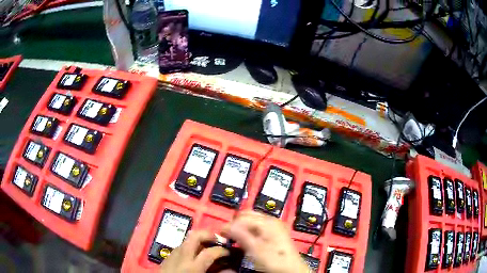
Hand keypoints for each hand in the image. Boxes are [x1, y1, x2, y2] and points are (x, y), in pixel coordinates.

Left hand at [159, 230, 229, 272]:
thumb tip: (230, 268)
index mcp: (192, 266)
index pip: (210, 252)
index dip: (223, 250)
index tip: (229, 252)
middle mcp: (181, 257)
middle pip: (195, 236)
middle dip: (208, 235)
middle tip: (218, 241)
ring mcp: (172, 254)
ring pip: (187, 239)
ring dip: (199, 240)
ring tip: (207, 247)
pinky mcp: (167, 256)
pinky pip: (181, 247)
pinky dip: (190, 247)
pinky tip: (194, 255)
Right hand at [221, 211, 308, 272]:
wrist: (291, 269)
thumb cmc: (272, 259)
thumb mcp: (254, 248)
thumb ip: (239, 234)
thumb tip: (224, 226)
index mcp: (267, 221)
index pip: (241, 217)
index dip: (229, 226)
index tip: (220, 236)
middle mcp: (271, 219)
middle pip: (246, 215)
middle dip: (235, 224)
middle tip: (228, 237)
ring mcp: (274, 225)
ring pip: (251, 220)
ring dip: (241, 227)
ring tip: (235, 239)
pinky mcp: (274, 232)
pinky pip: (257, 227)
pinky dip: (248, 231)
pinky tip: (246, 240)